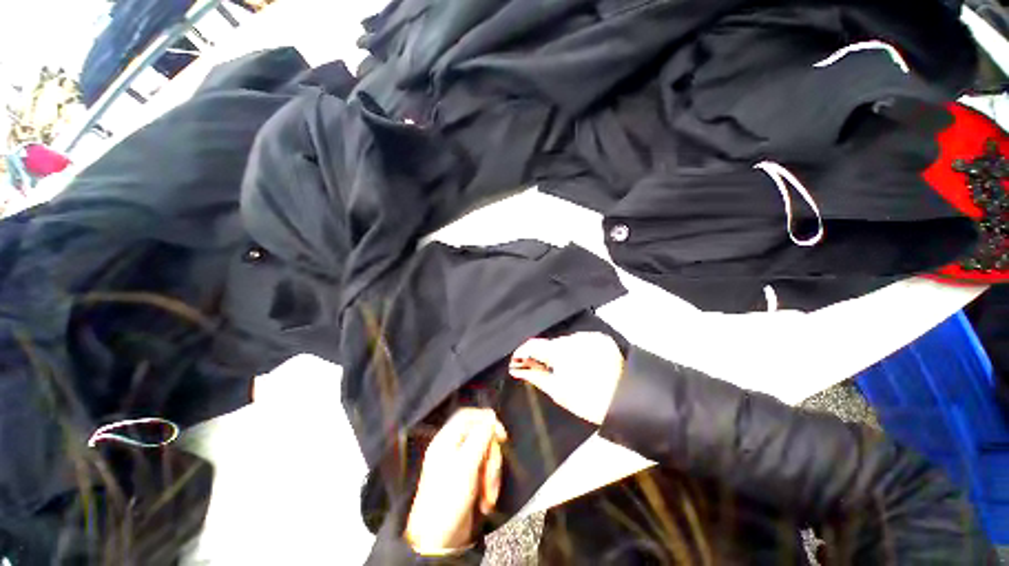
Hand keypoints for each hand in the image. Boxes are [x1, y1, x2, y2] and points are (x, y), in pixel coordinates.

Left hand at [404, 408, 507, 552]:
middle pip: (481, 437)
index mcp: (446, 440)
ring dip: (492, 475)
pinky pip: (485, 471)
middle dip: (491, 458)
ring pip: (486, 455)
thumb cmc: (448, 499)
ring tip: (489, 496)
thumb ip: (480, 437)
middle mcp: (453, 448)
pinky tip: (486, 501)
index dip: (485, 419)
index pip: (468, 416)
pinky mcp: (467, 480)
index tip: (501, 434)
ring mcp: (460, 465)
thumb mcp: (466, 465)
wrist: (438, 542)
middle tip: (492, 477)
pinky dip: (489, 484)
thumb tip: (491, 416)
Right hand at [509, 333, 624, 425]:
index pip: (533, 344)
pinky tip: (582, 360)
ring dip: (563, 350)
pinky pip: (582, 340)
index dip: (523, 351)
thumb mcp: (557, 391)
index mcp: (559, 352)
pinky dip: (578, 348)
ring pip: (566, 340)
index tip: (518, 359)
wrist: (625, 400)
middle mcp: (572, 338)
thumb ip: (534, 375)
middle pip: (550, 343)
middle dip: (546, 354)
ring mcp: (588, 336)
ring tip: (568, 366)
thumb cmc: (586, 400)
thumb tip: (515, 369)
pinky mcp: (600, 338)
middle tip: (546, 367)